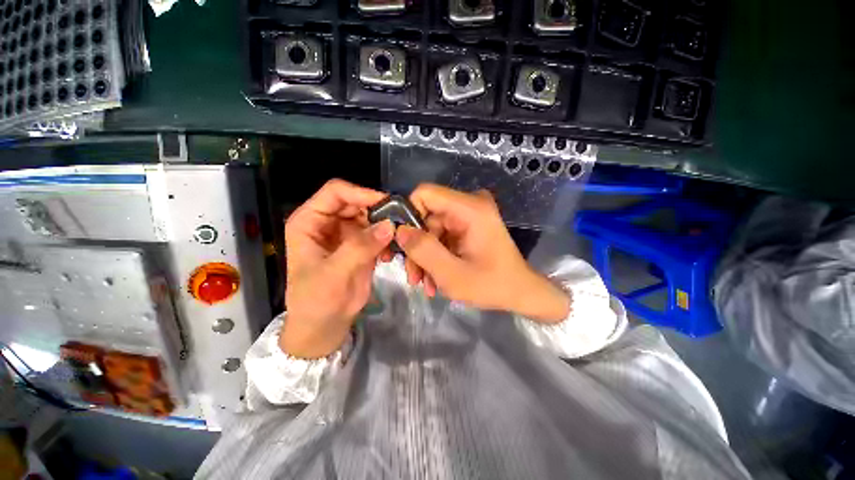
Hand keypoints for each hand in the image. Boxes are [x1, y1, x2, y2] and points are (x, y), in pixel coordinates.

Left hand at [281, 179, 393, 358]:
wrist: (324, 325)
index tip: (386, 203)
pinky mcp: (361, 246)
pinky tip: (389, 255)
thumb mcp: (333, 274)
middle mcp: (329, 222)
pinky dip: (387, 240)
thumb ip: (359, 248)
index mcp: (310, 221)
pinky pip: (378, 233)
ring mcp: (347, 234)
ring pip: (371, 217)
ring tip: (398, 239)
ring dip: (386, 226)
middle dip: (379, 210)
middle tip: (400, 222)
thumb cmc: (316, 300)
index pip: (336, 193)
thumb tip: (390, 226)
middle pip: (357, 203)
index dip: (360, 193)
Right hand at [396, 184, 570, 322]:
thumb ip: (423, 251)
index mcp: (471, 209)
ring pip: (431, 229)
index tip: (403, 244)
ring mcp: (469, 216)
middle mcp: (470, 205)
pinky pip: (442, 236)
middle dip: (417, 247)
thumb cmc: (492, 285)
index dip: (408, 215)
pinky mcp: (468, 227)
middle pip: (427, 216)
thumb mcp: (452, 274)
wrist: (520, 293)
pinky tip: (435, 278)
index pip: (425, 194)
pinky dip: (436, 257)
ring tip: (425, 284)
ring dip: (425, 257)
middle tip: (414, 277)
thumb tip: (399, 230)